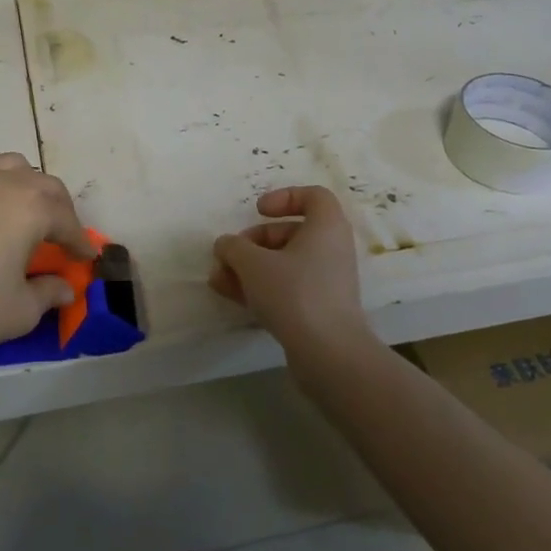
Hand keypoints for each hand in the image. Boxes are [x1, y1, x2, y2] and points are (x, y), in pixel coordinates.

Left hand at [0, 154, 93, 363]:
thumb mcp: (20, 311)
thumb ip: (49, 293)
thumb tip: (65, 288)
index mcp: (30, 208)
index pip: (66, 221)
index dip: (79, 241)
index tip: (86, 258)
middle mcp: (3, 182)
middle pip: (44, 185)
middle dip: (60, 209)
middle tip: (61, 236)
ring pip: (11, 167)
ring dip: (27, 186)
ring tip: (25, 212)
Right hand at [210, 186, 373, 360]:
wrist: (329, 354)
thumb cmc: (294, 293)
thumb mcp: (253, 263)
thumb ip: (234, 247)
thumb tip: (226, 244)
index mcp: (326, 227)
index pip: (313, 196)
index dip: (284, 198)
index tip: (258, 211)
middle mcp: (331, 249)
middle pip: (290, 233)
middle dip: (254, 242)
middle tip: (229, 255)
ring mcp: (326, 281)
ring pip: (284, 263)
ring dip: (250, 267)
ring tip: (219, 280)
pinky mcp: (319, 309)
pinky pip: (287, 287)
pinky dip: (261, 288)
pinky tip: (231, 297)